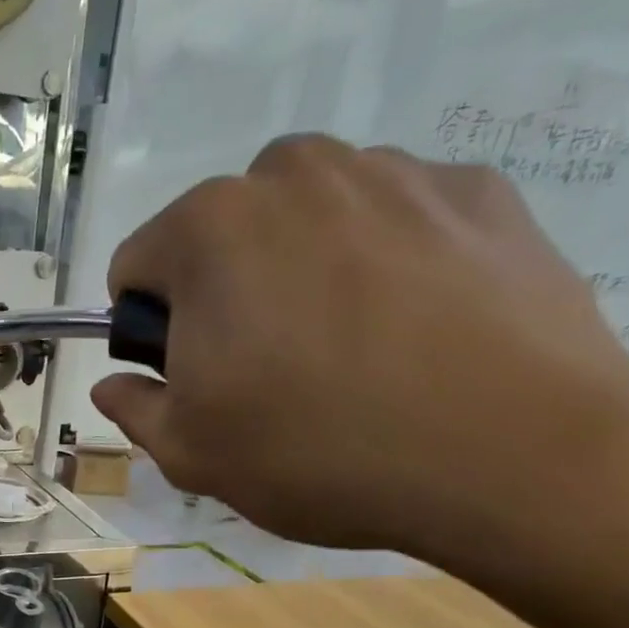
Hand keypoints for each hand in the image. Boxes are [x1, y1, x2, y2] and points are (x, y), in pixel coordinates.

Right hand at [92, 134, 628, 556]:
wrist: (516, 455)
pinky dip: (385, 263)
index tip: (190, 377)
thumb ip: (133, 409)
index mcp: (208, 228)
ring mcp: (394, 172)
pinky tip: (416, 331)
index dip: (149, 329)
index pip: (136, 266)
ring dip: (302, 270)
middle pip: (222, 234)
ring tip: (348, 352)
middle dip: (225, 291)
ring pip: (307, 220)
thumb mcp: (191, 454)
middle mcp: (294, 174)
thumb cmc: (318, 451)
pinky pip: (394, 220)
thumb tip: (112, 385)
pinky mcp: (478, 190)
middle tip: (268, 369)